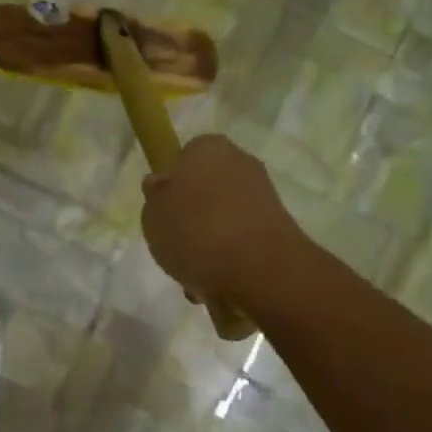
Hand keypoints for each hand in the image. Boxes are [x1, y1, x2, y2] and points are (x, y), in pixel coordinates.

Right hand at [141, 135, 302, 304]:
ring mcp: (263, 195)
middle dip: (192, 219)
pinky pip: (242, 240)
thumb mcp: (153, 216)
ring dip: (209, 243)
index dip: (171, 184)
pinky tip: (217, 283)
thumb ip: (155, 199)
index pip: (185, 157)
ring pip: (223, 219)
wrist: (258, 268)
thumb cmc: (195, 232)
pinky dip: (229, 258)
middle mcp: (240, 163)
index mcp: (208, 149)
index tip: (163, 212)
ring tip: (195, 276)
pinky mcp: (278, 227)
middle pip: (206, 190)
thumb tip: (162, 186)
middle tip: (176, 247)